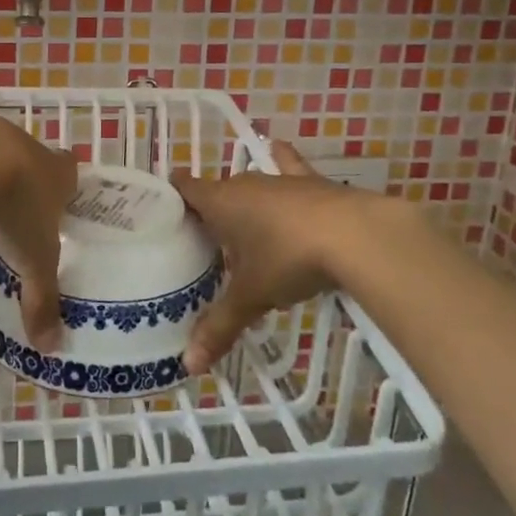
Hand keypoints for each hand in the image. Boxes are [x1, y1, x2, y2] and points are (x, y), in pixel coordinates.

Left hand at [0, 111, 77, 349]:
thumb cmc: (14, 207)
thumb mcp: (33, 260)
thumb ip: (42, 299)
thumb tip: (52, 347)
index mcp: (54, 171)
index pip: (70, 169)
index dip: (66, 183)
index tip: (58, 200)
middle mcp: (24, 143)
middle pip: (29, 156)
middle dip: (22, 177)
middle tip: (11, 208)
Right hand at [171, 141, 376, 373]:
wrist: (354, 235)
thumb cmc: (289, 259)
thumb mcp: (252, 296)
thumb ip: (220, 326)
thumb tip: (189, 366)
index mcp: (220, 202)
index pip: (185, 189)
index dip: (172, 195)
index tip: (160, 209)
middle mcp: (245, 183)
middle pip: (217, 190)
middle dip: (209, 209)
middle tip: (203, 240)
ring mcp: (280, 180)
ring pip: (251, 183)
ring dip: (244, 198)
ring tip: (241, 220)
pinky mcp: (311, 182)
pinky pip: (289, 166)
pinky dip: (282, 160)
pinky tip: (278, 149)